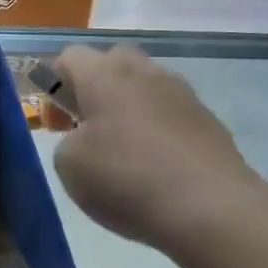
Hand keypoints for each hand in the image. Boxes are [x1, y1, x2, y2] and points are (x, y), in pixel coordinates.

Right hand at [51, 45, 266, 249]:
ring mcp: (183, 95)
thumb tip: (87, 138)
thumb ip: (67, 140)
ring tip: (124, 152)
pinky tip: (156, 167)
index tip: (58, 124)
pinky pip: (171, 113)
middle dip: (94, 88)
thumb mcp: (68, 164)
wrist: (213, 210)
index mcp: (104, 75)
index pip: (69, 56)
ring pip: (145, 86)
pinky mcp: (210, 121)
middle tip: (87, 129)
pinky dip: (158, 130)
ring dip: (129, 108)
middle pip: (112, 62)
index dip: (53, 85)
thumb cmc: (126, 179)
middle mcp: (145, 73)